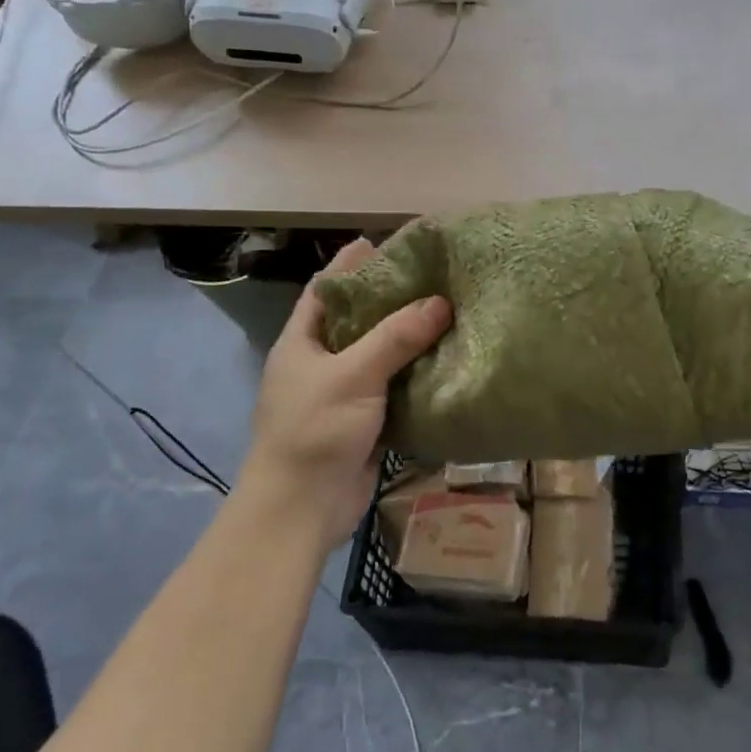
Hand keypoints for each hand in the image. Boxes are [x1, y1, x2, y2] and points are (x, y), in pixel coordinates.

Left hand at [238, 239, 450, 547]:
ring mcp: (343, 395)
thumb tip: (440, 302)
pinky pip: (394, 389)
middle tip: (431, 277)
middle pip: (358, 321)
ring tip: (448, 312)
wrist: (302, 509)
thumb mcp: (353, 375)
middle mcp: (321, 363)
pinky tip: (447, 361)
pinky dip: (417, 375)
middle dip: (390, 299)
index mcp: (302, 343)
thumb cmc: (315, 431)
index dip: (349, 265)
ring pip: (380, 356)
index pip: (325, 291)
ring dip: (409, 339)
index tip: (382, 242)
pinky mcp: (365, 422)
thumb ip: (395, 337)